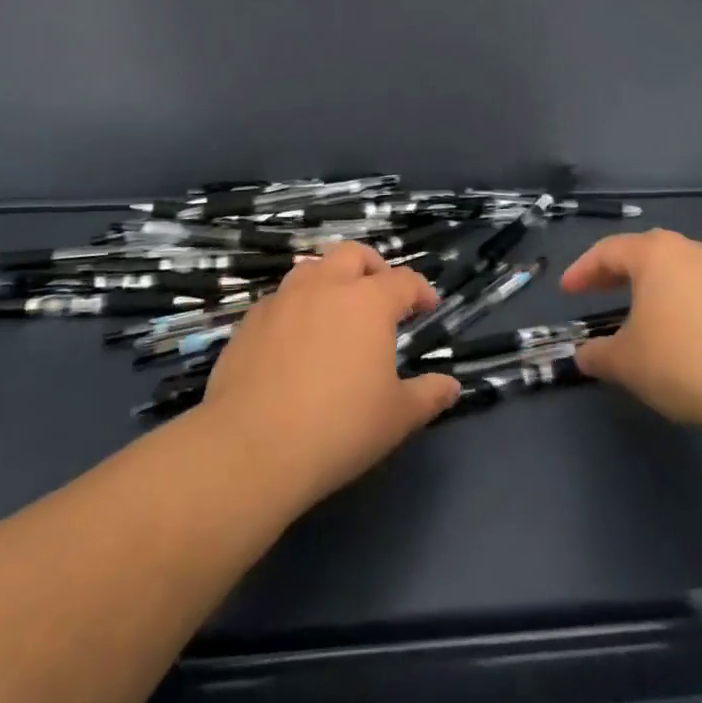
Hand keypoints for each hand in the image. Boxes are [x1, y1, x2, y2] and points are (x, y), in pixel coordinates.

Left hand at [198, 243, 460, 509]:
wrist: (251, 448)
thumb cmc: (339, 428)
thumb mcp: (397, 417)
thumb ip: (428, 395)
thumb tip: (451, 386)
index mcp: (368, 302)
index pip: (404, 281)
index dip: (421, 290)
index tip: (428, 307)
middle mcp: (326, 287)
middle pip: (353, 254)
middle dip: (373, 267)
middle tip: (381, 294)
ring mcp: (283, 300)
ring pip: (311, 268)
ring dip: (330, 279)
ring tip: (336, 309)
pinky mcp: (249, 322)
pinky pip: (279, 300)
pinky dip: (296, 307)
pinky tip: (295, 339)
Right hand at [561, 230, 701, 432]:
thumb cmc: (684, 361)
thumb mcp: (627, 363)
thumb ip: (598, 354)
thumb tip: (584, 355)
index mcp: (655, 253)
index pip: (607, 251)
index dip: (582, 271)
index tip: (567, 291)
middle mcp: (689, 248)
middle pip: (643, 253)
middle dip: (615, 273)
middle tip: (595, 292)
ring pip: (675, 268)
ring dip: (651, 285)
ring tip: (638, 312)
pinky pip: (701, 286)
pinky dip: (680, 298)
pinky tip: (679, 327)